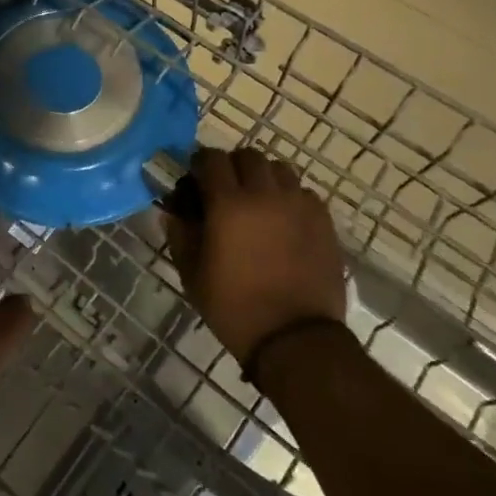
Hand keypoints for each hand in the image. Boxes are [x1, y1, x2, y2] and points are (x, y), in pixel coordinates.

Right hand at [165, 147, 347, 368]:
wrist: (295, 339)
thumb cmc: (234, 307)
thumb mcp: (193, 275)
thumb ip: (180, 236)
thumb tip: (172, 212)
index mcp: (228, 204)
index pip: (212, 159)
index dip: (200, 163)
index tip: (195, 179)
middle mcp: (265, 195)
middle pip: (248, 156)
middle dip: (233, 166)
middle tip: (225, 189)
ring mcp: (299, 206)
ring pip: (280, 169)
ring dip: (264, 177)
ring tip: (258, 201)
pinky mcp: (324, 222)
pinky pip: (304, 193)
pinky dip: (290, 197)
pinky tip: (284, 220)